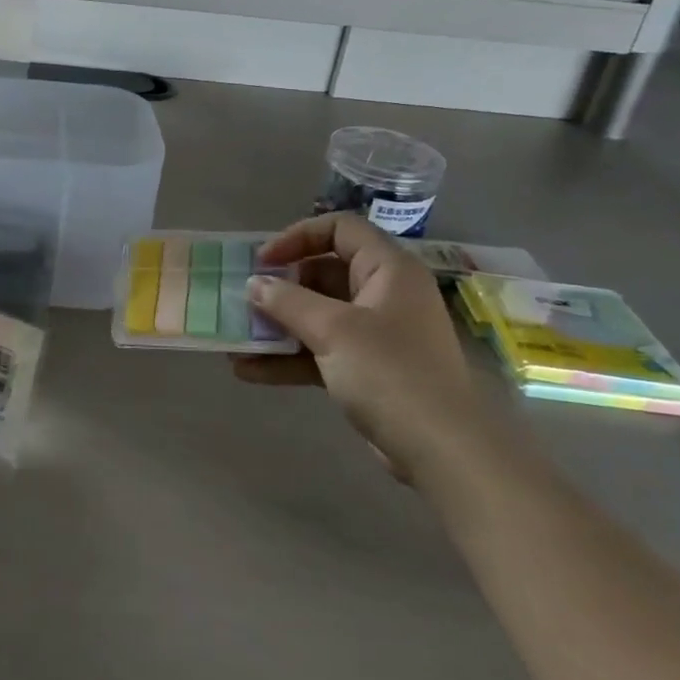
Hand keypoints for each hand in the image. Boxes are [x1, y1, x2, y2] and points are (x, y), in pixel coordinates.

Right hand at [233, 213, 517, 484]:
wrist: (442, 451)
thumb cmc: (390, 373)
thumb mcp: (333, 330)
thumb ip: (288, 301)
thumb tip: (254, 284)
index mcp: (388, 269)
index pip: (340, 229)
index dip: (298, 237)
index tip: (263, 261)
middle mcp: (384, 294)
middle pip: (324, 273)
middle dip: (280, 287)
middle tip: (244, 300)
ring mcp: (376, 334)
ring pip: (319, 316)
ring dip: (278, 326)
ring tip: (236, 337)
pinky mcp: (367, 369)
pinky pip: (321, 351)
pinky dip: (289, 358)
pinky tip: (248, 371)